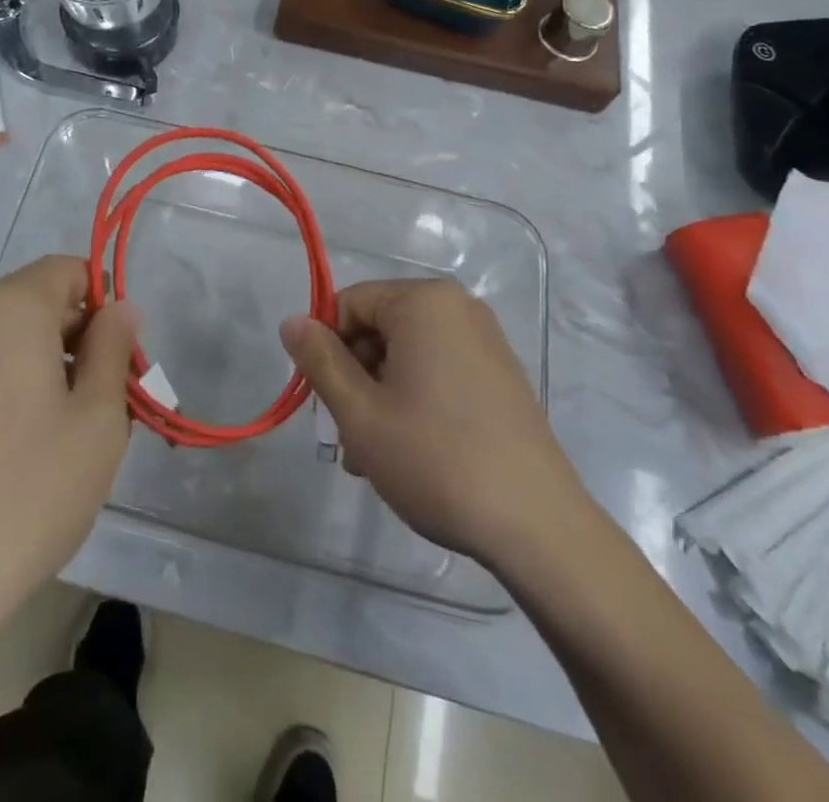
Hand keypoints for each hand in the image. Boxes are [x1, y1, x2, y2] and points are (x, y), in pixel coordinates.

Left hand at [0, 256, 136, 625]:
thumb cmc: (28, 490)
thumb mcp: (98, 418)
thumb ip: (113, 347)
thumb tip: (120, 307)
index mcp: (9, 305)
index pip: (70, 271)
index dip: (104, 307)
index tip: (119, 362)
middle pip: (39, 302)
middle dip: (78, 340)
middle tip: (104, 407)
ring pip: (10, 336)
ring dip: (45, 365)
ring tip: (64, 434)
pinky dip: (10, 383)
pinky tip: (20, 446)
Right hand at [280, 279, 592, 571]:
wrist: (537, 526)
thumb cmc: (436, 459)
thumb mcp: (360, 412)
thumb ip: (319, 360)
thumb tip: (291, 320)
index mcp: (424, 302)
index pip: (350, 304)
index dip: (326, 348)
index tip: (324, 401)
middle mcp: (458, 309)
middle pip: (379, 329)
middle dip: (355, 379)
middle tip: (347, 438)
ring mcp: (486, 343)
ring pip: (407, 357)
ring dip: (380, 399)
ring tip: (373, 459)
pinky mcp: (501, 377)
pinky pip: (438, 373)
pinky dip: (414, 402)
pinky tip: (409, 454)